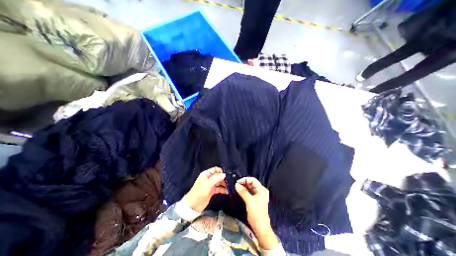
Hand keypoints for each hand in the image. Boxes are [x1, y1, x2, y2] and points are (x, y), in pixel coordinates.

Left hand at [183, 167, 227, 212]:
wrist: (193, 206)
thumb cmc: (199, 193)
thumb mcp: (208, 184)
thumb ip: (216, 178)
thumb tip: (224, 174)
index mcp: (206, 174)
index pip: (215, 169)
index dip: (221, 171)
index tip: (227, 175)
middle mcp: (209, 178)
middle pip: (218, 176)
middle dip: (224, 178)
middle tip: (230, 182)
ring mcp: (211, 185)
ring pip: (219, 182)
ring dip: (224, 184)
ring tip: (230, 186)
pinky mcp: (212, 191)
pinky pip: (219, 188)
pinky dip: (223, 189)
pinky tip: (228, 191)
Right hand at [235, 177, 277, 248]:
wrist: (261, 227)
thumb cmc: (256, 214)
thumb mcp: (249, 202)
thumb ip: (243, 192)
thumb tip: (236, 184)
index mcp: (262, 190)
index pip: (253, 180)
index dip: (245, 179)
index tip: (237, 182)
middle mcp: (261, 190)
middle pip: (252, 183)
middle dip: (244, 182)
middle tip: (236, 184)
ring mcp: (259, 194)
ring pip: (250, 187)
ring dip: (244, 186)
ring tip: (237, 187)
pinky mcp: (256, 198)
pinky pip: (250, 191)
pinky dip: (245, 190)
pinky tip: (240, 191)